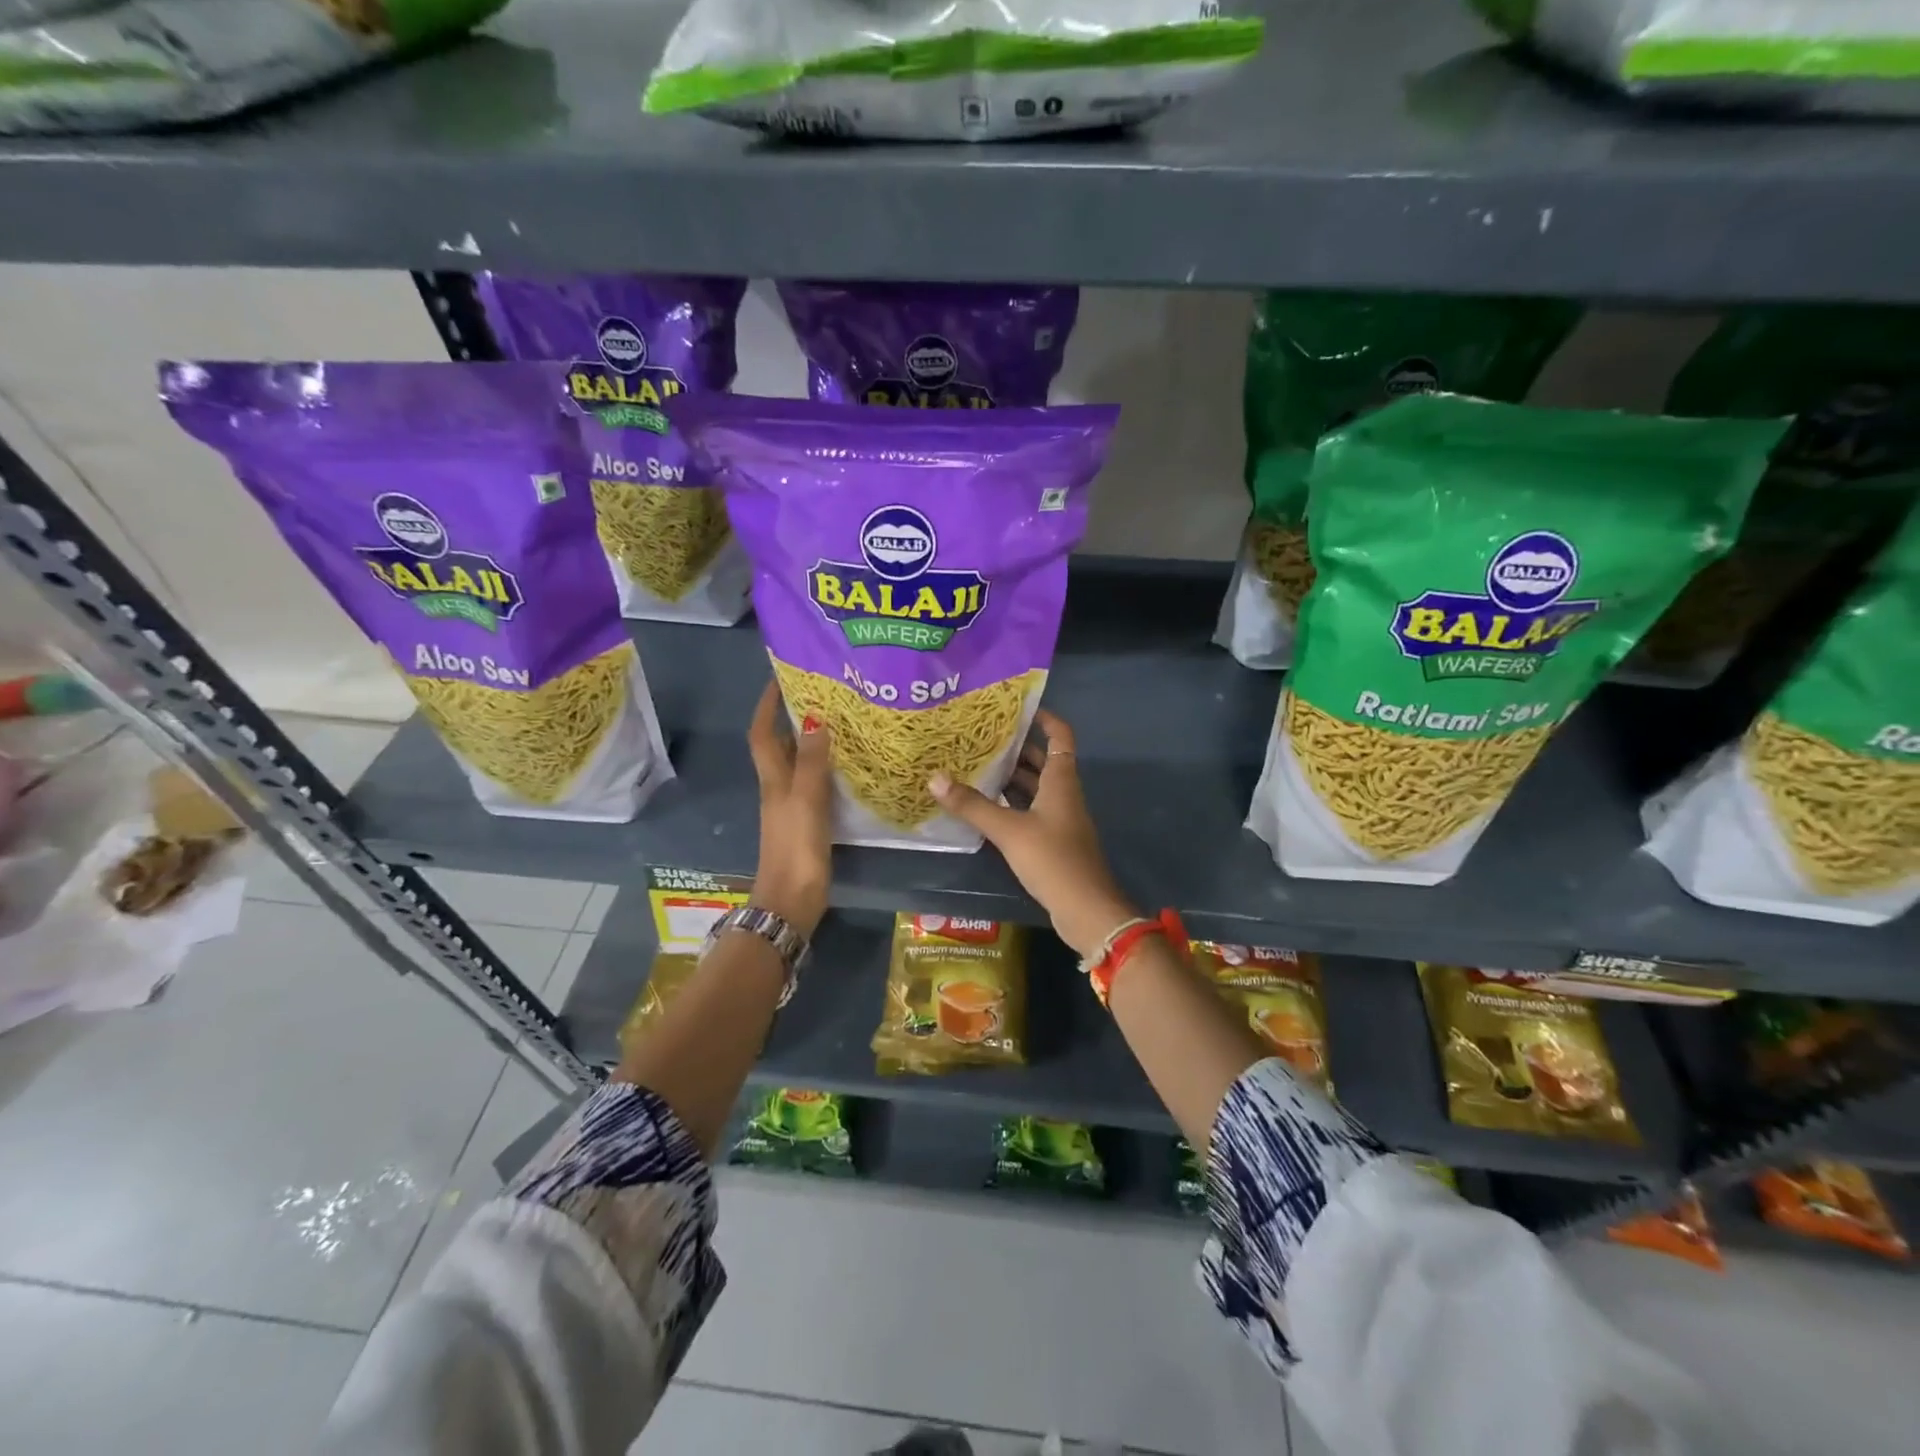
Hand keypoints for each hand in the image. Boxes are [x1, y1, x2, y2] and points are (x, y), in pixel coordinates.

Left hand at [747, 680, 831, 938]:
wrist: (792, 900)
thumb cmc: (796, 847)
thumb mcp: (805, 800)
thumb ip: (811, 761)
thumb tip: (815, 718)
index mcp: (773, 779)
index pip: (763, 733)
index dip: (767, 705)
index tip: (781, 677)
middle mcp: (779, 787)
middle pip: (781, 744)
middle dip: (794, 716)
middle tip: (823, 693)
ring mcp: (793, 805)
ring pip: (800, 762)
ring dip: (813, 740)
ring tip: (841, 720)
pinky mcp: (808, 822)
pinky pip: (816, 783)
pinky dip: (827, 767)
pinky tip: (849, 765)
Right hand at [927, 710, 1138, 957]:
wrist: (1086, 910)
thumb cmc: (1053, 859)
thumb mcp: (1009, 830)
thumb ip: (973, 806)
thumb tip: (934, 778)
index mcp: (1061, 781)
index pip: (1060, 736)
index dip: (1044, 718)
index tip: (1017, 707)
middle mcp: (1064, 794)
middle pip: (1043, 761)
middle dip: (1016, 748)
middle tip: (981, 736)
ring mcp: (1060, 819)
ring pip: (1035, 788)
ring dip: (1011, 777)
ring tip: (975, 765)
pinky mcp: (1053, 841)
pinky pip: (1031, 811)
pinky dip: (1011, 804)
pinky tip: (985, 806)